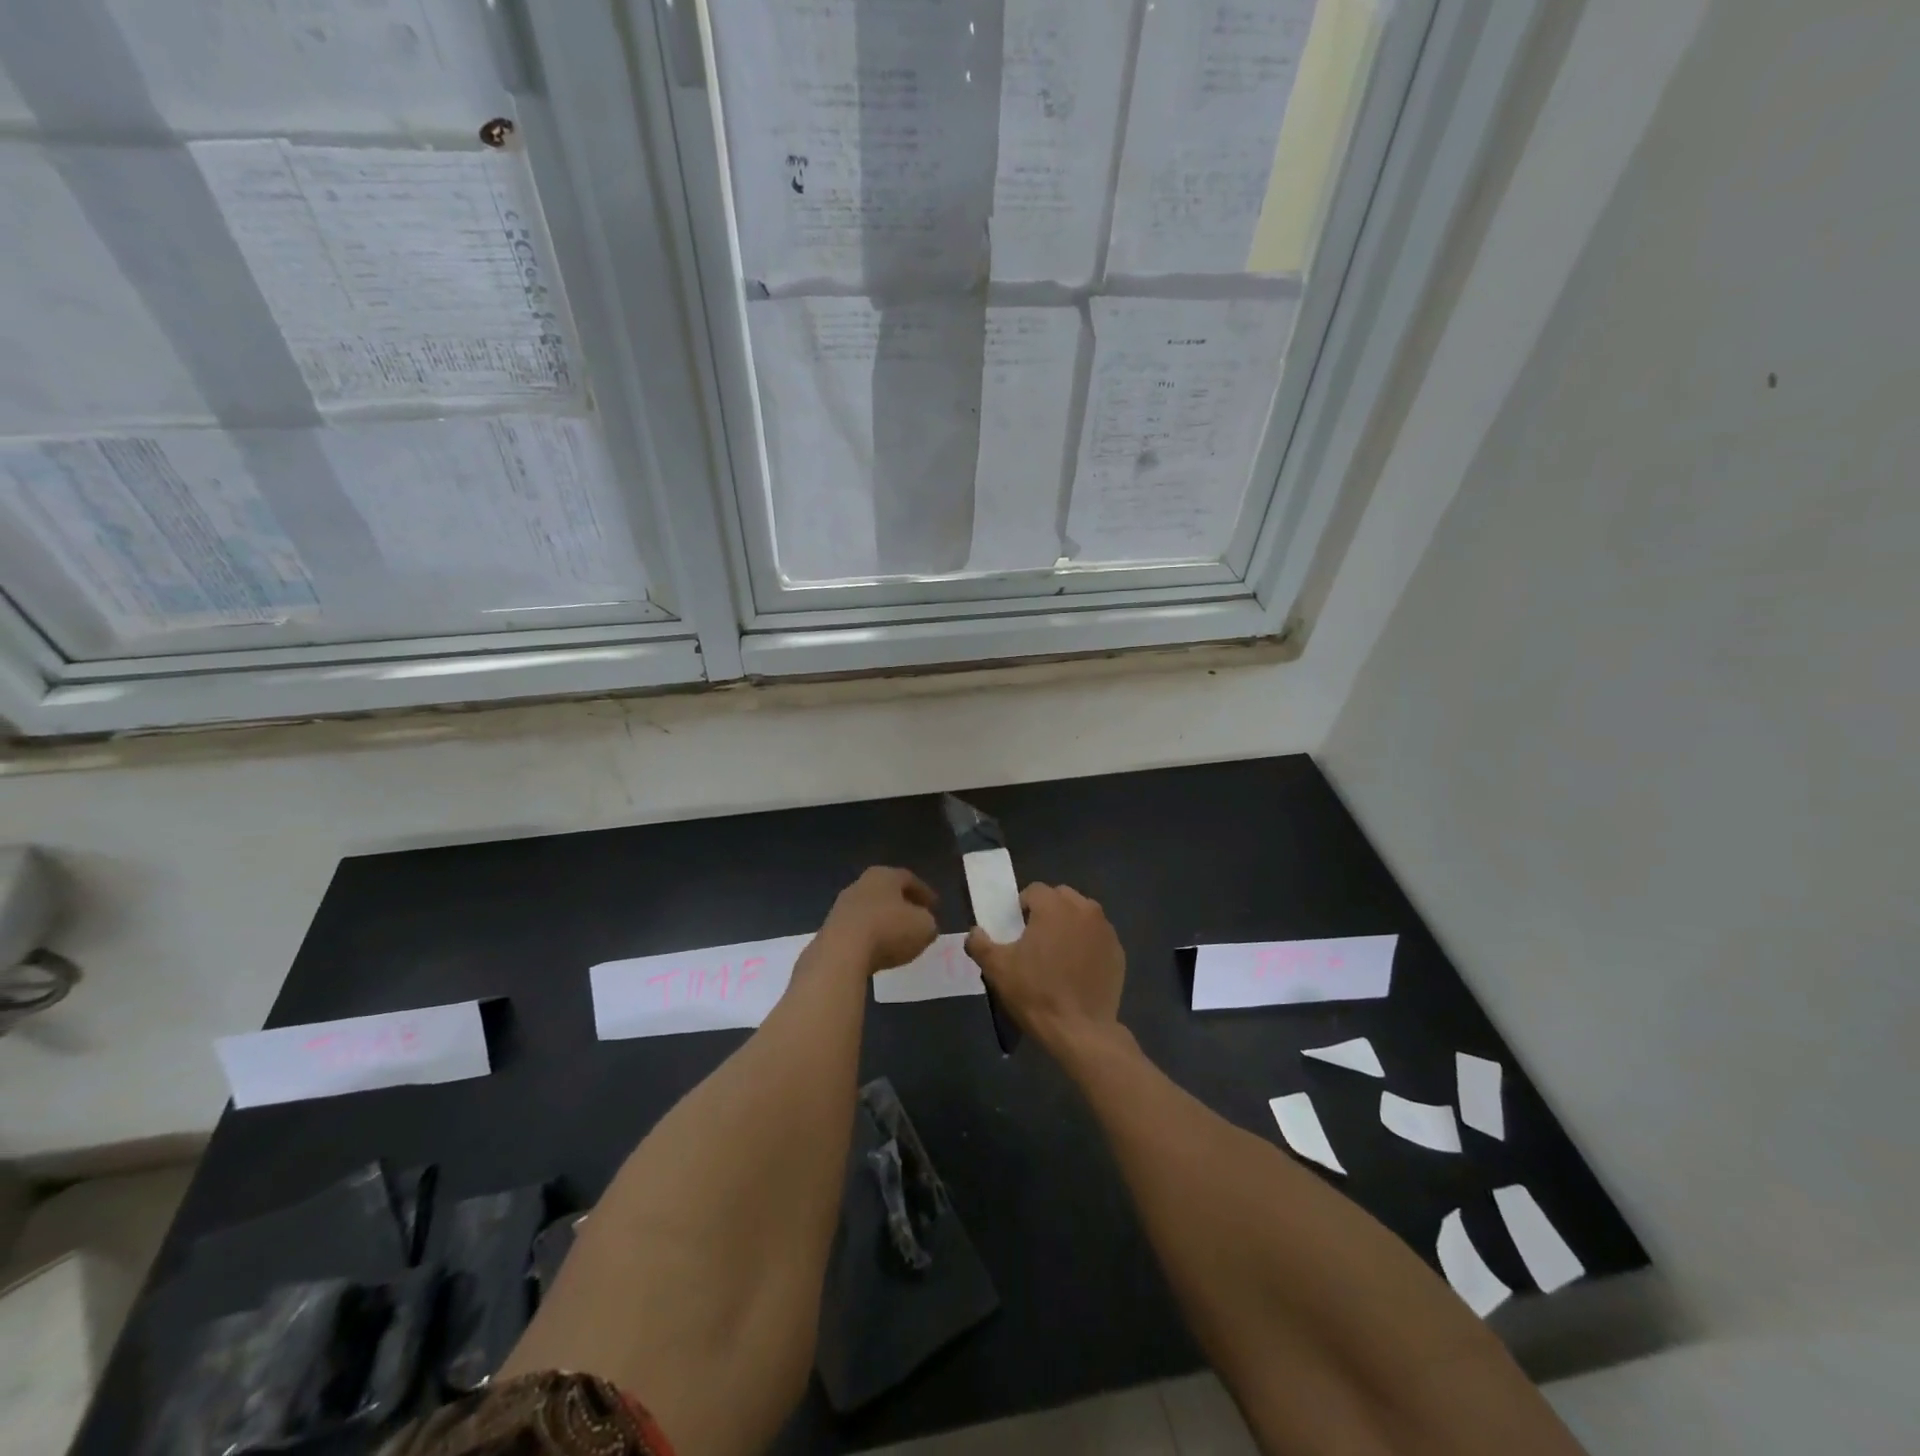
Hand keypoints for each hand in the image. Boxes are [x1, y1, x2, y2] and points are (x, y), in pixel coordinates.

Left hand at [821, 867, 938, 973]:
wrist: (841, 952)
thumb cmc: (888, 930)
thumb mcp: (924, 927)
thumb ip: (929, 922)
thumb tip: (925, 924)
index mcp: (884, 875)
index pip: (909, 879)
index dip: (924, 893)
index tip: (935, 906)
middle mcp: (861, 884)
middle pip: (887, 892)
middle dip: (903, 905)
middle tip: (916, 919)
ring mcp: (842, 906)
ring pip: (870, 910)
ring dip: (884, 922)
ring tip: (898, 938)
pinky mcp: (830, 928)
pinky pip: (857, 929)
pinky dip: (870, 937)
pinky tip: (878, 951)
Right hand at [965, 883, 1124, 1053]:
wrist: (1080, 1031)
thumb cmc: (1036, 993)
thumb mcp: (997, 969)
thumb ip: (980, 943)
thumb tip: (974, 932)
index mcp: (1054, 906)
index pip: (1034, 891)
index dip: (1022, 907)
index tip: (1017, 930)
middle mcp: (1084, 909)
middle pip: (1061, 897)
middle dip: (1048, 911)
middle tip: (1036, 940)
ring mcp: (1105, 930)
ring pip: (1082, 914)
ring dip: (1069, 924)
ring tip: (1058, 953)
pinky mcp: (1118, 952)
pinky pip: (1097, 937)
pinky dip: (1087, 944)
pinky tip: (1077, 969)